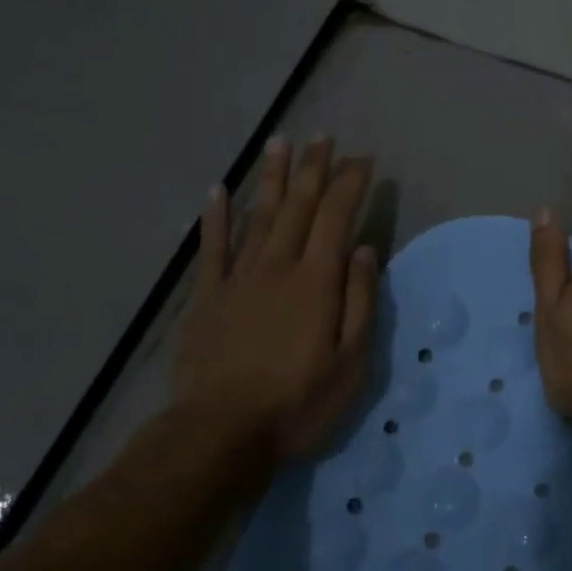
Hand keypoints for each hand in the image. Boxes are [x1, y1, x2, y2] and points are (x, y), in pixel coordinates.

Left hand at [173, 136, 379, 463]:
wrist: (221, 433)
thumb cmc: (298, 403)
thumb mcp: (351, 363)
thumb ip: (360, 302)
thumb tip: (365, 250)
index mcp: (316, 282)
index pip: (337, 218)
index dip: (350, 184)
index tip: (363, 160)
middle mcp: (277, 267)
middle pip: (299, 207)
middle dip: (314, 169)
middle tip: (324, 137)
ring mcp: (238, 279)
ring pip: (258, 216)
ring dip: (272, 179)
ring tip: (280, 145)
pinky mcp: (207, 297)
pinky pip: (212, 248)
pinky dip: (215, 217)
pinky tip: (218, 190)